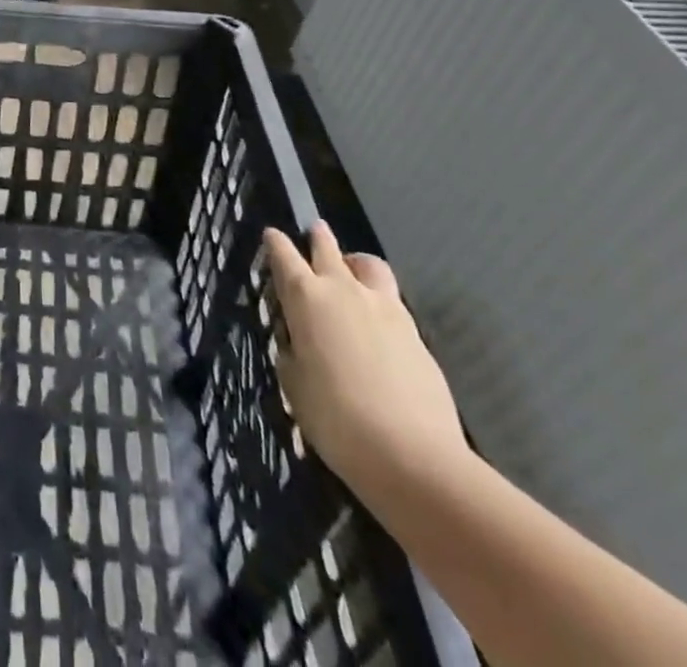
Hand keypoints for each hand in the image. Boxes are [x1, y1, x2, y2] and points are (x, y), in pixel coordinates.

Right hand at [265, 221, 468, 497]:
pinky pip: (392, 302)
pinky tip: (378, 324)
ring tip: (352, 272)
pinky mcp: (415, 332)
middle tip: (315, 232)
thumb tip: (298, 341)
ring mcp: (385, 308)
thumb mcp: (294, 384)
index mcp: (306, 299)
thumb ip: (292, 351)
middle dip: (318, 237)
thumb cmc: (335, 418)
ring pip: (369, 265)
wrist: (412, 455)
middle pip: (328, 248)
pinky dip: (379, 301)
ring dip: (356, 263)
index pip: (284, 257)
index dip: (275, 243)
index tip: (271, 234)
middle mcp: (344, 291)